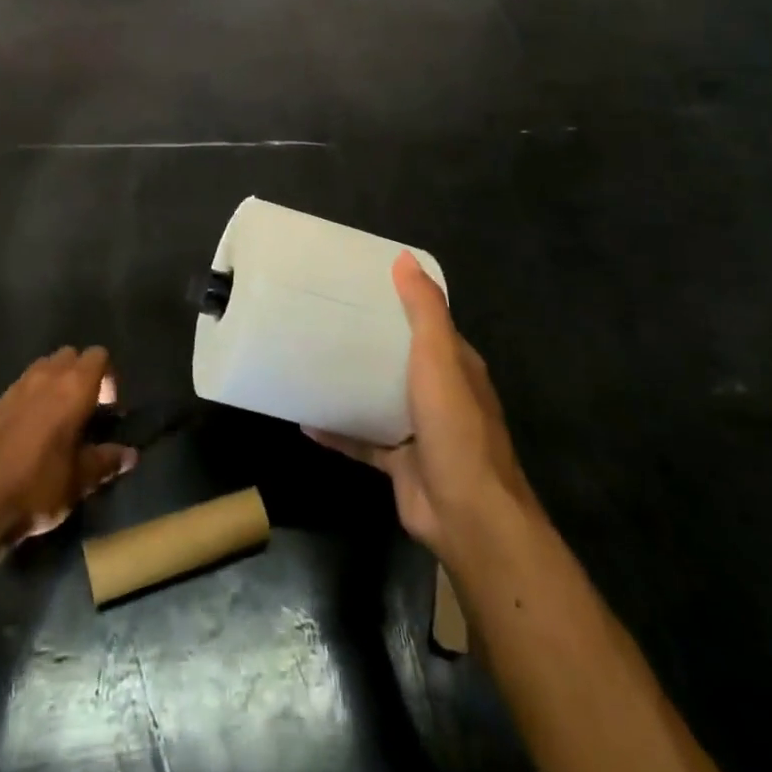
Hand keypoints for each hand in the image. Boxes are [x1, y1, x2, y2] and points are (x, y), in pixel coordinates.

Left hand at [0, 347, 137, 548]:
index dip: (108, 377)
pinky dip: (29, 399)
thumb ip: (107, 461)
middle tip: (84, 410)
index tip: (107, 408)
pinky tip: (27, 432)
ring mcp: (15, 388)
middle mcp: (45, 377)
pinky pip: (19, 388)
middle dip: (81, 374)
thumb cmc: (39, 487)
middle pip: (70, 355)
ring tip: (56, 418)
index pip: (99, 356)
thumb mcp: (81, 480)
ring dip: (54, 382)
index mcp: (74, 388)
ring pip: (42, 367)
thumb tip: (130, 455)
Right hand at [308, 253, 535, 561]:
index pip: (427, 323)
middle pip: (398, 359)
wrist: (466, 514)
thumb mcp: (440, 358)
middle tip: (323, 318)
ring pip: (379, 398)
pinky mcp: (399, 462)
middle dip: (367, 341)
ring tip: (310, 360)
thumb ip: (425, 310)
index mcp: (456, 365)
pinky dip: (337, 430)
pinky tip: (304, 419)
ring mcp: (419, 429)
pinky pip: (362, 438)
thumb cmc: (455, 427)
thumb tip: (405, 257)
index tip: (359, 285)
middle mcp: (439, 393)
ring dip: (351, 383)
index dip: (399, 302)